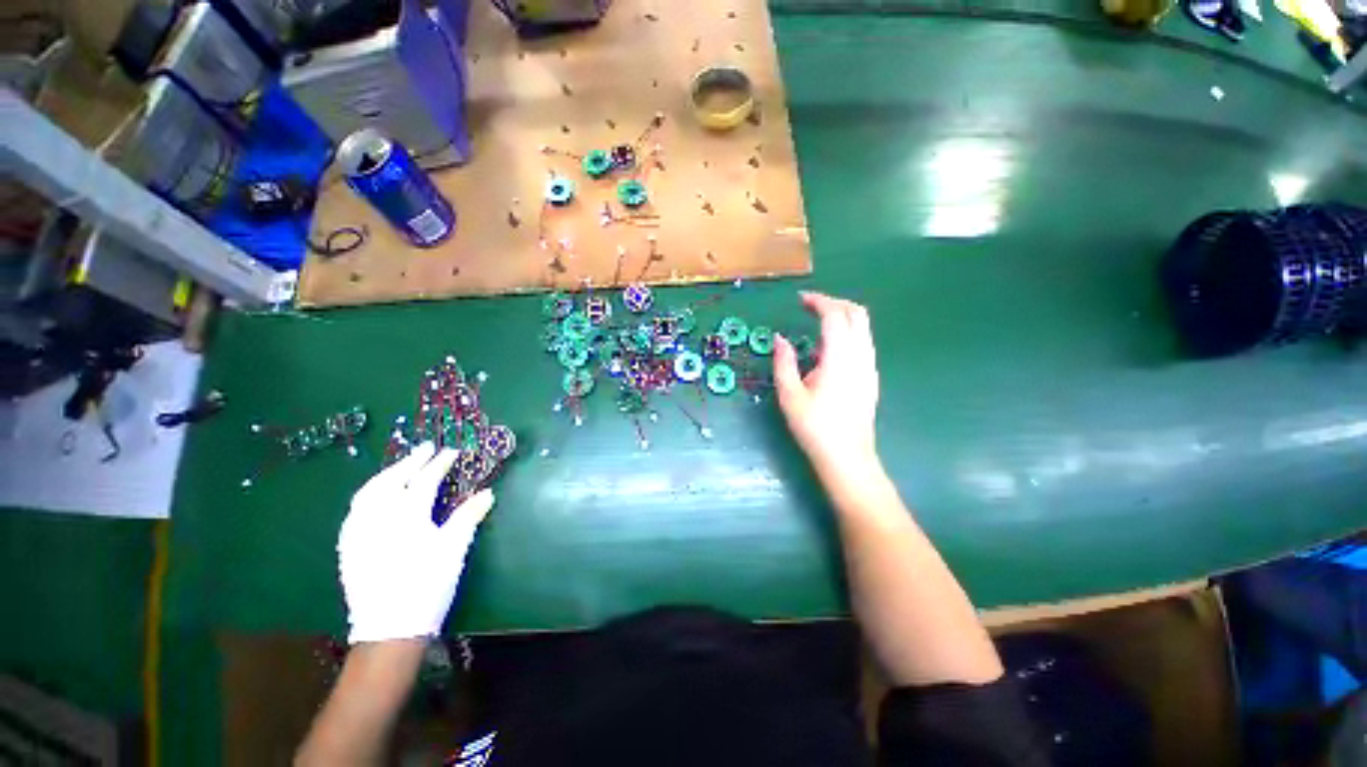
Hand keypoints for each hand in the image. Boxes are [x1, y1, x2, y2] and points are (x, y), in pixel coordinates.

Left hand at [337, 442, 494, 643]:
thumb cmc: (427, 584)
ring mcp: (359, 531)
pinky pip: (356, 509)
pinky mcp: (348, 546)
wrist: (389, 628)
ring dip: (388, 473)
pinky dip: (370, 493)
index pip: (425, 480)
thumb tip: (487, 492)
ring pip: (369, 491)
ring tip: (402, 466)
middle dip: (411, 460)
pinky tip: (376, 497)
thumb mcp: (454, 548)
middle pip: (393, 479)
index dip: (440, 463)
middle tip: (426, 448)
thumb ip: (468, 516)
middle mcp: (378, 516)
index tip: (452, 451)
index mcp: (407, 515)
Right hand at [774, 292, 881, 489]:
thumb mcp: (790, 395)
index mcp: (839, 358)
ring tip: (817, 323)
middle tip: (810, 306)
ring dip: (842, 316)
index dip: (819, 301)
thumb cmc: (814, 427)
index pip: (835, 315)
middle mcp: (860, 356)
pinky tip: (827, 350)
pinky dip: (847, 332)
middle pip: (857, 314)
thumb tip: (779, 338)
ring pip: (863, 327)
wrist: (847, 457)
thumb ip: (784, 362)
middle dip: (834, 302)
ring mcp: (869, 366)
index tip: (800, 300)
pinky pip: (863, 342)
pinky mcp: (871, 376)